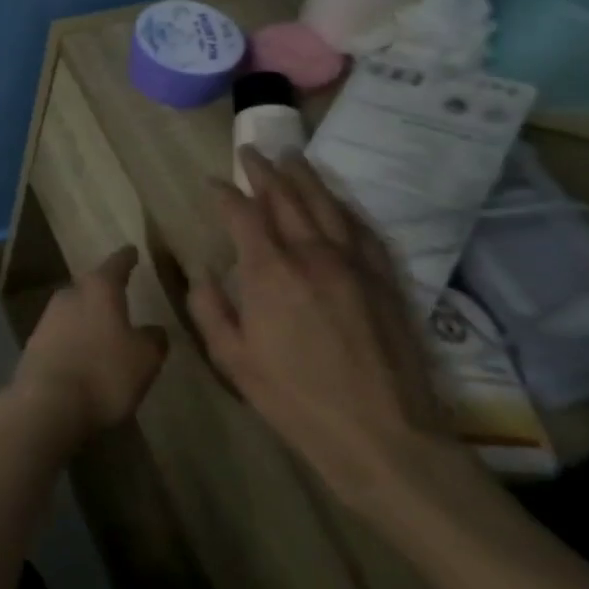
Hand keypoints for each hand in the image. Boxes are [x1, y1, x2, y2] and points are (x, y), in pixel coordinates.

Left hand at [13, 246, 168, 436]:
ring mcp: (48, 317)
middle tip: (121, 296)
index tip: (131, 250)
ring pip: (74, 309)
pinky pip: (63, 333)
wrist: (47, 402)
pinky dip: (76, 338)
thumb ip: (154, 339)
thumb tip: (154, 329)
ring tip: (106, 329)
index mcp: (98, 289)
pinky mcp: (35, 342)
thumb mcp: (145, 358)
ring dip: (89, 317)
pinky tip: (85, 352)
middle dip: (105, 291)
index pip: (116, 265)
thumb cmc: (104, 372)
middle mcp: (69, 294)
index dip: (126, 258)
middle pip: (90, 286)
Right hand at [187, 147, 449, 505]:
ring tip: (292, 157)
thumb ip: (209, 307)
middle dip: (265, 171)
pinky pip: (362, 230)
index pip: (243, 213)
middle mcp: (312, 255)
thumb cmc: (295, 398)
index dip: (226, 192)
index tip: (214, 181)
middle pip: (287, 198)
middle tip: (251, 152)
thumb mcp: (231, 358)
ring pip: (327, 206)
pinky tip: (337, 202)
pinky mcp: (384, 281)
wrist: (383, 436)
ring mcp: (354, 265)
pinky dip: (344, 208)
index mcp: (269, 272)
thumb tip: (203, 270)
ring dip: (306, 178)